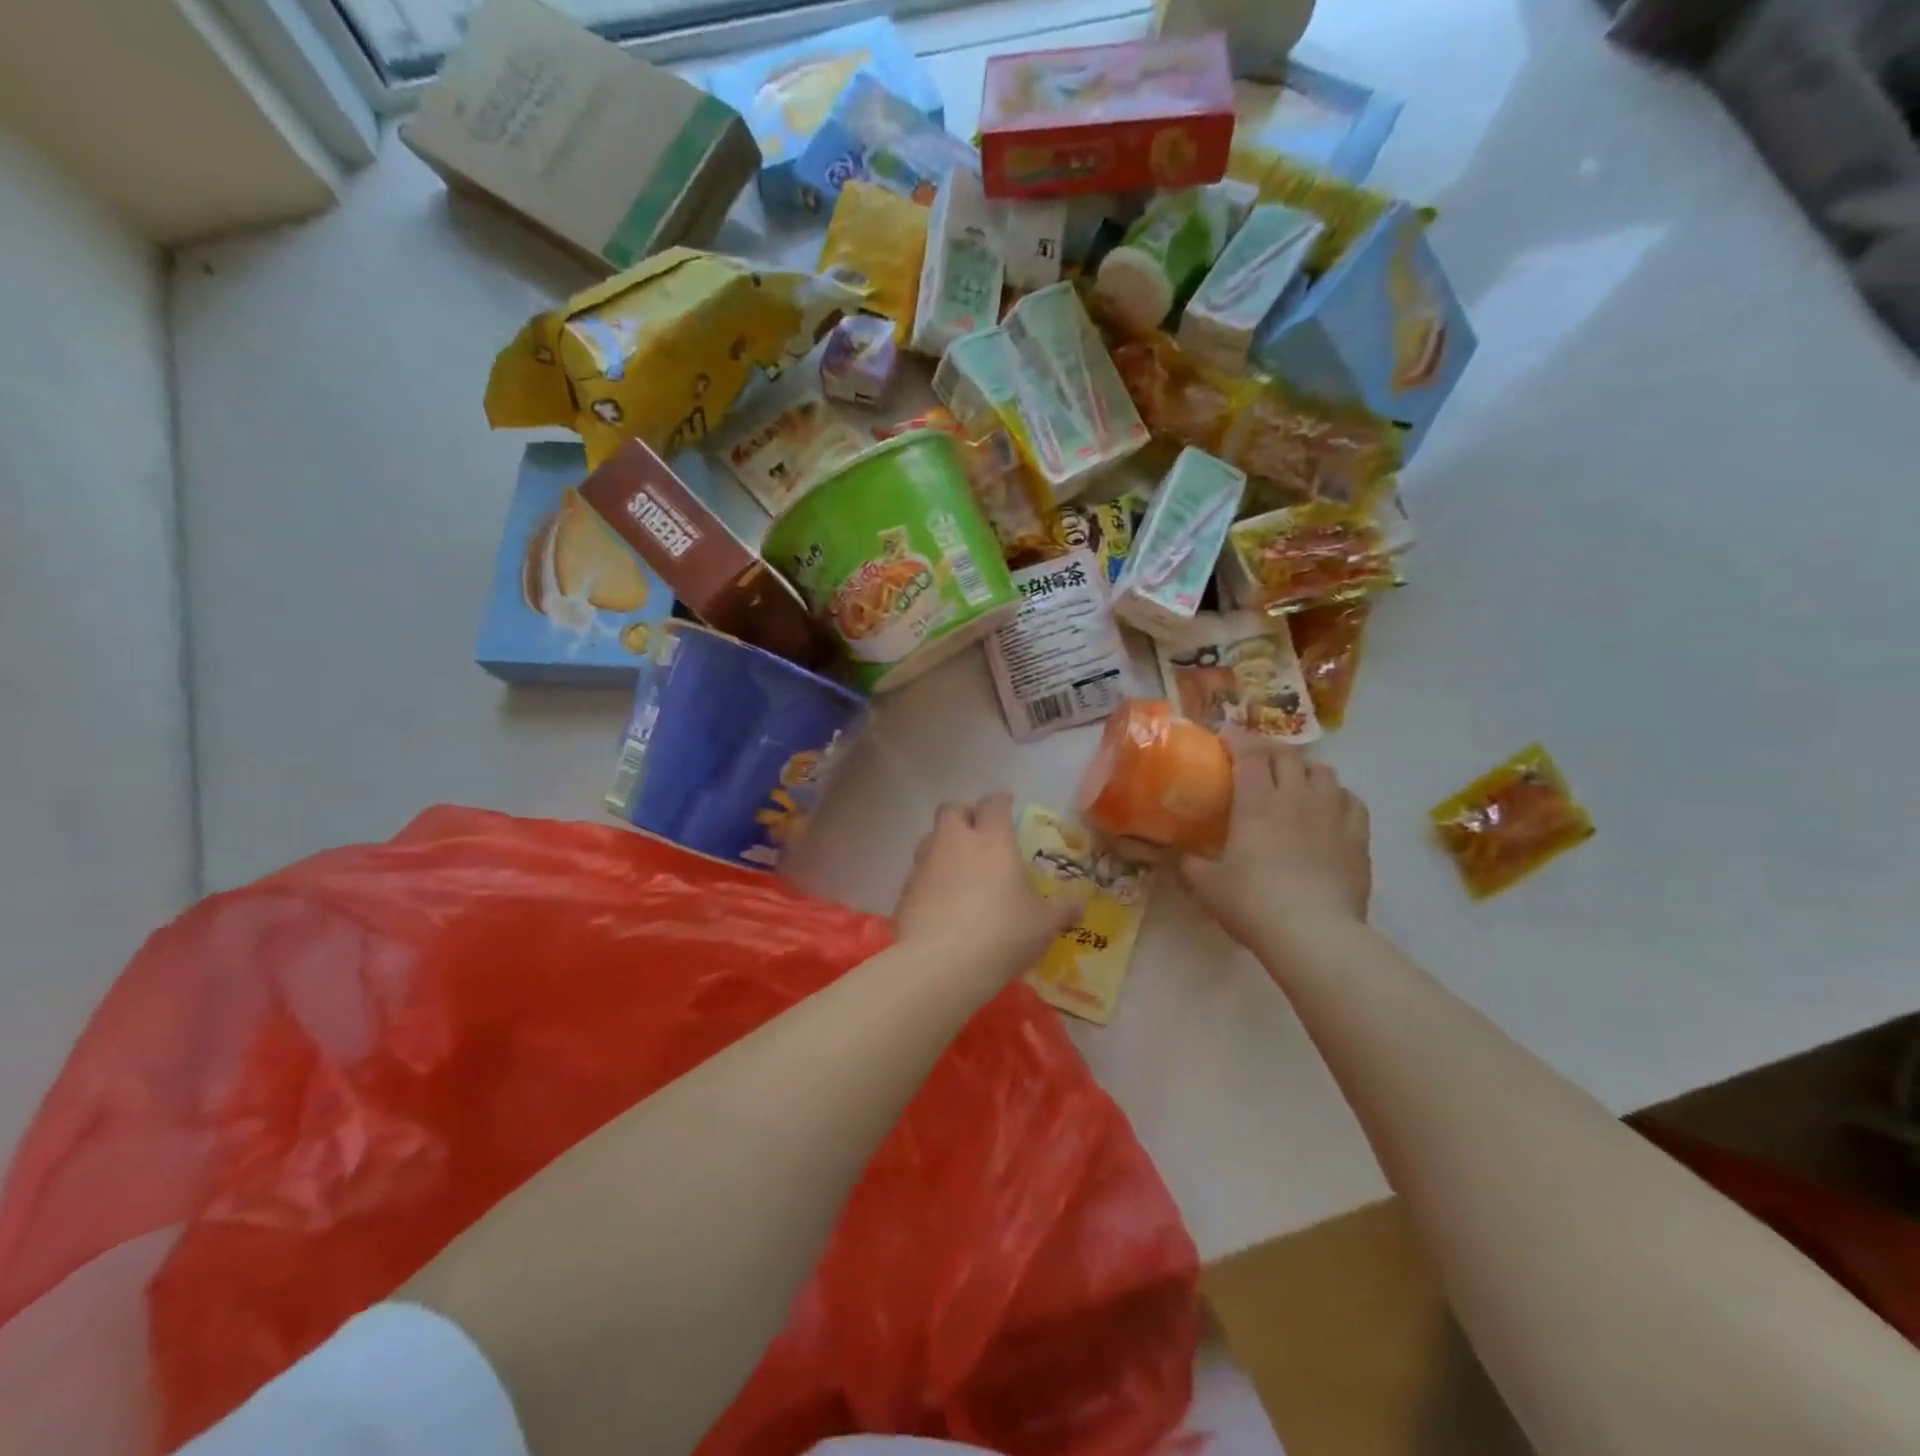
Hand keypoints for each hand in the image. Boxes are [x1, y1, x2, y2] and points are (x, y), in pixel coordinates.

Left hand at [893, 794, 1078, 980]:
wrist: (942, 964)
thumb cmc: (1003, 933)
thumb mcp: (1043, 925)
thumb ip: (1061, 911)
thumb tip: (1080, 907)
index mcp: (992, 840)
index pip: (994, 804)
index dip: (1000, 801)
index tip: (1006, 804)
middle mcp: (954, 842)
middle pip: (951, 809)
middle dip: (964, 815)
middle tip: (977, 834)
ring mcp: (925, 864)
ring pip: (929, 838)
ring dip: (943, 845)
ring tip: (958, 868)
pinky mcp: (905, 890)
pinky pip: (917, 873)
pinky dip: (929, 879)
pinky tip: (940, 902)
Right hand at [1181, 733, 1371, 950]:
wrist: (1315, 934)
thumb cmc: (1253, 903)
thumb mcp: (1206, 885)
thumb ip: (1188, 863)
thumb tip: (1174, 854)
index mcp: (1257, 802)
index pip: (1248, 753)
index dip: (1236, 739)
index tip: (1224, 737)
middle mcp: (1296, 797)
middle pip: (1287, 755)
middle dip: (1269, 750)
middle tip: (1255, 762)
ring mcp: (1332, 814)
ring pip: (1323, 771)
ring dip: (1305, 770)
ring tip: (1294, 783)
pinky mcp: (1358, 837)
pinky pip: (1352, 800)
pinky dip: (1337, 797)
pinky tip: (1329, 810)